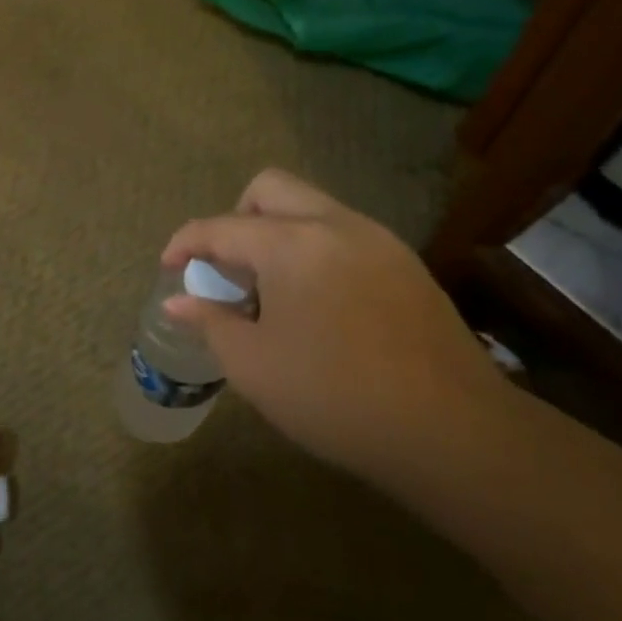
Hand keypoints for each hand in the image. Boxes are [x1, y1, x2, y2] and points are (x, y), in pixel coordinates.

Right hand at [161, 169, 510, 472]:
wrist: (453, 431)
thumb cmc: (335, 396)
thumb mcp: (253, 366)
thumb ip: (211, 321)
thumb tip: (179, 301)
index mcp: (291, 244)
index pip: (221, 226)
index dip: (185, 243)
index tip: (168, 267)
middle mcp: (335, 225)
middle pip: (270, 189)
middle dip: (236, 218)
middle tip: (227, 267)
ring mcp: (377, 241)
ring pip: (311, 207)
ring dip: (276, 233)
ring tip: (270, 292)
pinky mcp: (406, 264)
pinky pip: (343, 234)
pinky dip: (312, 249)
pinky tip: (316, 304)